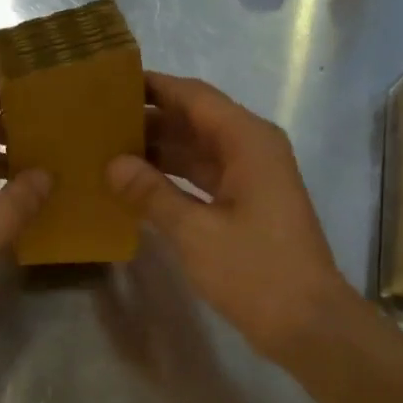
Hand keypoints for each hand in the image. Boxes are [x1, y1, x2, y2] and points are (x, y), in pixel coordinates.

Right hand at [107, 73, 350, 362]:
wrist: (306, 322)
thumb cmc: (254, 271)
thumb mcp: (195, 231)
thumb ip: (151, 193)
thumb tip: (112, 163)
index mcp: (247, 141)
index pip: (193, 97)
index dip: (153, 86)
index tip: (110, 80)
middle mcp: (251, 149)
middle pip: (194, 120)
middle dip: (149, 118)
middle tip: (96, 119)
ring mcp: (250, 179)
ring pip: (196, 150)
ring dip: (157, 150)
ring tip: (106, 148)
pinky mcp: (245, 206)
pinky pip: (202, 178)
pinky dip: (171, 178)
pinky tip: (135, 185)